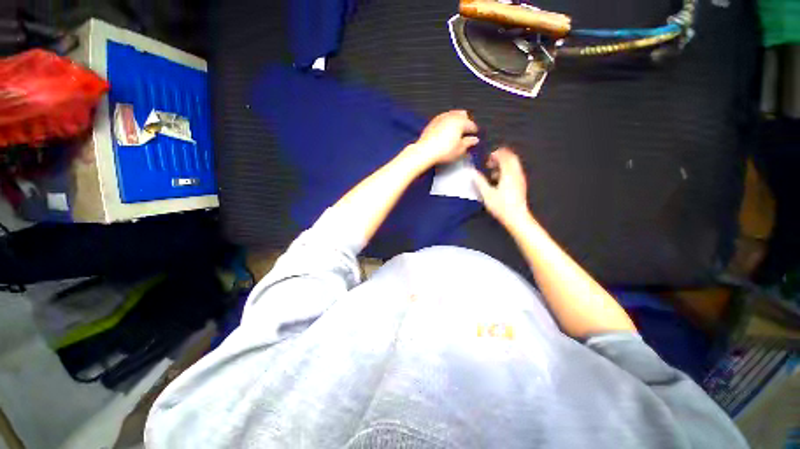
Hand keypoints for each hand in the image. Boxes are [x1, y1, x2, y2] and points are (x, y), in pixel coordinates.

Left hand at [407, 110, 478, 167]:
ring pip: (452, 114)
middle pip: (462, 115)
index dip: (474, 130)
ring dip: (456, 120)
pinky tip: (445, 129)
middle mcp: (451, 117)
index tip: (475, 134)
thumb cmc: (443, 151)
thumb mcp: (459, 150)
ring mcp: (441, 118)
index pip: (471, 124)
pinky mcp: (432, 122)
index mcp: (460, 122)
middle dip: (465, 121)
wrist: (425, 151)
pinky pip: (442, 118)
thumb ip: (468, 143)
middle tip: (466, 130)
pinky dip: (446, 122)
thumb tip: (474, 140)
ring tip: (456, 129)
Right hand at [473, 148, 529, 225]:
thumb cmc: (501, 206)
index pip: (504, 156)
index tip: (487, 159)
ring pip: (514, 164)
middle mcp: (516, 173)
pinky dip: (507, 170)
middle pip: (511, 157)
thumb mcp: (487, 194)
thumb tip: (472, 173)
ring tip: (493, 172)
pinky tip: (499, 180)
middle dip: (500, 157)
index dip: (496, 154)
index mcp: (508, 173)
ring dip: (503, 164)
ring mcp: (520, 178)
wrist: (517, 217)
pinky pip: (515, 170)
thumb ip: (479, 181)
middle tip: (490, 163)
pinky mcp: (521, 184)